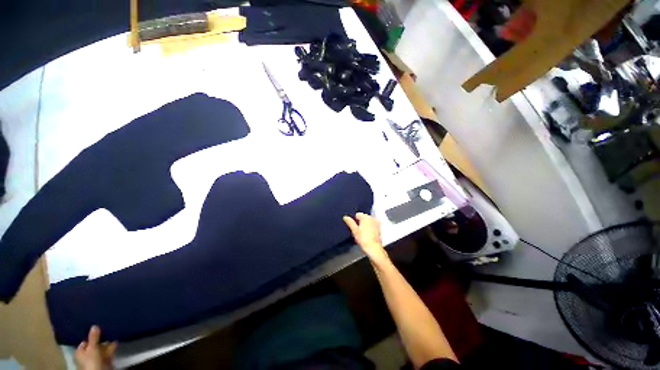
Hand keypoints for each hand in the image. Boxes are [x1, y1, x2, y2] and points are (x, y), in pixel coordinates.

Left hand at [74, 326, 116, 369]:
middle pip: (94, 344)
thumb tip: (94, 325)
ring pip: (102, 348)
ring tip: (114, 333)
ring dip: (108, 342)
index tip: (99, 328)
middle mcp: (87, 355)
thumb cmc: (90, 360)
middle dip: (101, 338)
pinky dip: (112, 346)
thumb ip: (93, 337)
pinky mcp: (105, 360)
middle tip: (107, 329)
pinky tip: (116, 341)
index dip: (91, 335)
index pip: (85, 341)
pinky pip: (108, 351)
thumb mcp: (91, 347)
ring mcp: (96, 358)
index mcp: (80, 352)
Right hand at [343, 213, 388, 264]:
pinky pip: (372, 225)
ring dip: (365, 224)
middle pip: (364, 217)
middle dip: (360, 221)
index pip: (358, 214)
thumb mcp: (354, 231)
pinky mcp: (379, 228)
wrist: (374, 248)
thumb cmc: (364, 239)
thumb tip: (345, 217)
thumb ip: (350, 223)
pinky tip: (367, 234)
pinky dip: (370, 227)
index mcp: (365, 217)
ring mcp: (376, 223)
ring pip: (368, 221)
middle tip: (357, 229)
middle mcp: (372, 218)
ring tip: (362, 232)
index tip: (353, 225)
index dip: (354, 219)